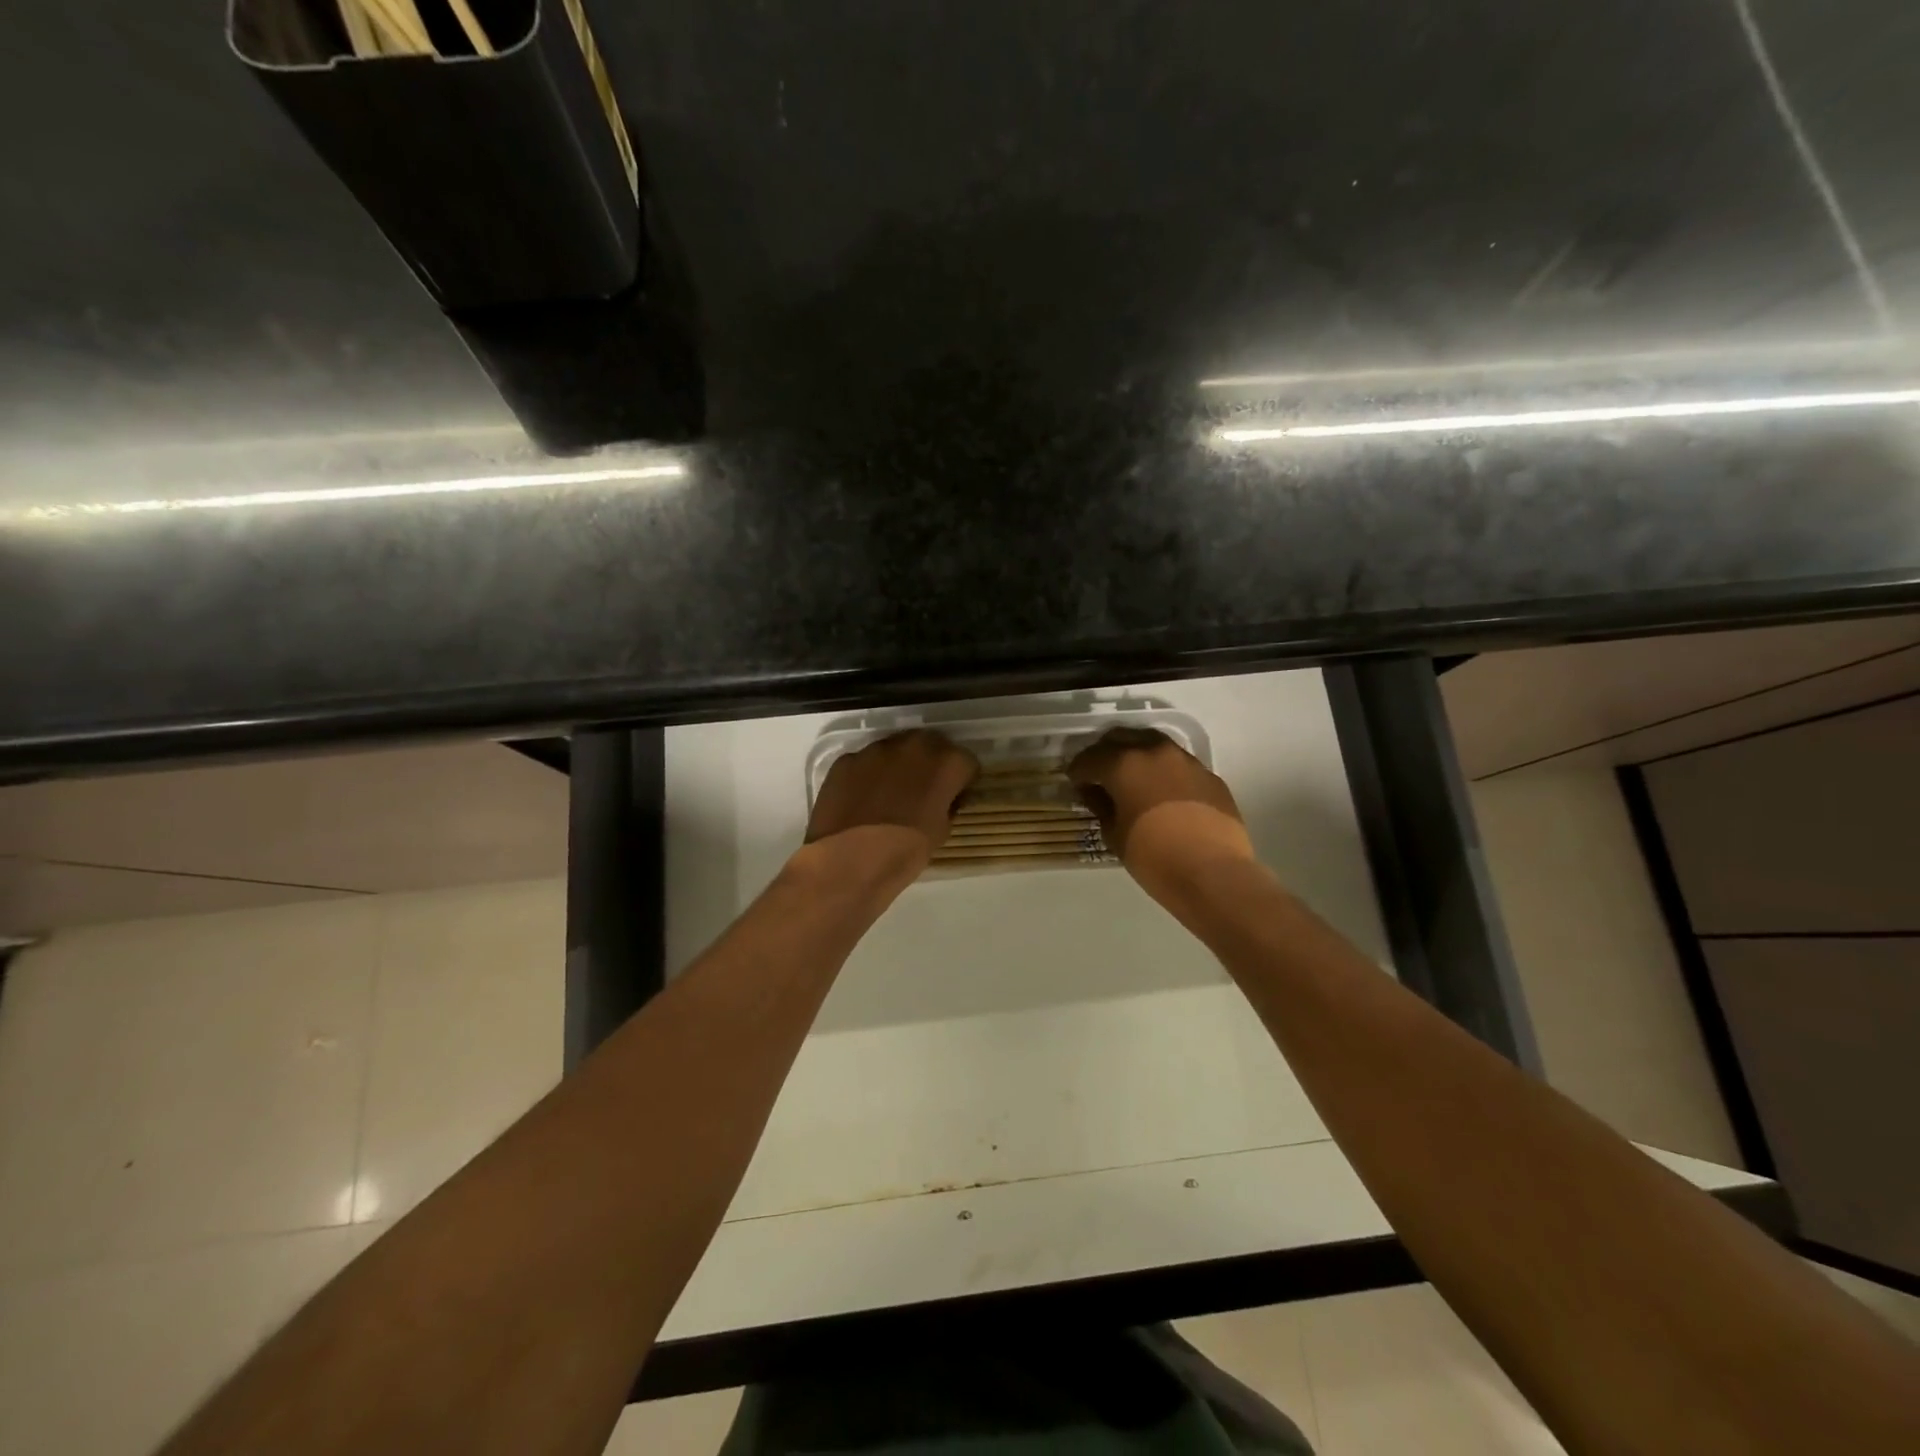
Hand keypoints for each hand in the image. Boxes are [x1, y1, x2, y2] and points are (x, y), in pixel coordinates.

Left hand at [805, 729, 979, 876]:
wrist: (850, 861)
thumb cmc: (905, 851)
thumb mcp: (941, 831)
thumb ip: (946, 805)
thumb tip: (940, 800)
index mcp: (946, 763)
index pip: (965, 762)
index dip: (961, 781)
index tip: (954, 796)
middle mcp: (914, 746)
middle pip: (931, 745)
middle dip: (931, 763)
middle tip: (924, 790)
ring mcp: (876, 749)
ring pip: (896, 749)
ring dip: (899, 765)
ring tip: (889, 793)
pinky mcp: (847, 759)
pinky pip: (865, 762)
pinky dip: (868, 775)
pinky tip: (863, 799)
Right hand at [1068, 728, 1254, 904]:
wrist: (1214, 874)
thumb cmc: (1154, 857)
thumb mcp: (1115, 836)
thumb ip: (1102, 807)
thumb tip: (1096, 794)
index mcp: (1124, 764)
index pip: (1090, 759)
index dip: (1078, 771)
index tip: (1075, 783)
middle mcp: (1154, 752)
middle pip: (1121, 738)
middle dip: (1105, 753)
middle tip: (1099, 774)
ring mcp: (1186, 760)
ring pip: (1153, 745)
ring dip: (1137, 756)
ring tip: (1131, 778)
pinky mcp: (1208, 775)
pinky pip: (1178, 764)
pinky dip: (1163, 772)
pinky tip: (1162, 793)